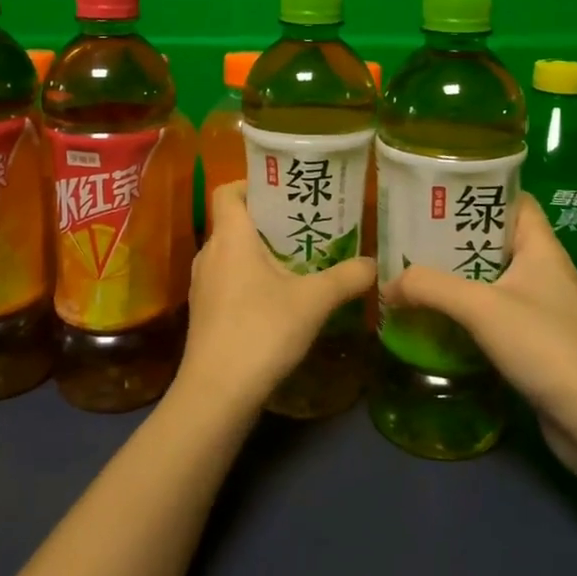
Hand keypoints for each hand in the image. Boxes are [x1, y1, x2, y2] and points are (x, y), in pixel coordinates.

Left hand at [178, 182, 376, 414]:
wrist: (216, 392)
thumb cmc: (261, 330)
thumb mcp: (314, 302)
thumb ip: (347, 278)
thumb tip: (374, 264)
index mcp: (230, 236)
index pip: (228, 191)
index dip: (251, 184)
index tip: (283, 192)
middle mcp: (210, 253)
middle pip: (234, 222)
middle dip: (268, 222)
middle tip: (305, 227)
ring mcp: (202, 284)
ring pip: (232, 254)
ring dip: (259, 253)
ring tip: (297, 262)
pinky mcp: (203, 312)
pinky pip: (227, 280)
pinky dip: (249, 280)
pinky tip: (278, 301)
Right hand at [381, 195, 576, 481]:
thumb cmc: (547, 346)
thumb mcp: (481, 308)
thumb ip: (430, 288)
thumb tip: (385, 285)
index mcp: (540, 247)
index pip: (513, 200)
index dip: (479, 190)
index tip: (435, 192)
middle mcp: (543, 271)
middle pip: (494, 240)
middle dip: (453, 237)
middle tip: (409, 236)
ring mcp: (541, 308)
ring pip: (491, 279)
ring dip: (456, 278)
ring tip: (412, 274)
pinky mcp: (536, 343)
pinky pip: (493, 314)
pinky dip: (466, 312)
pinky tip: (436, 319)